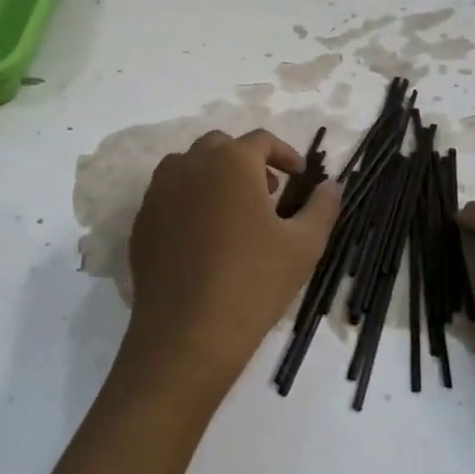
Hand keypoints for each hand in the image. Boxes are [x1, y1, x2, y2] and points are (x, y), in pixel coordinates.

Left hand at [122, 129, 338, 398]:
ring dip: (213, 176)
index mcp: (231, 162)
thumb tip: (332, 185)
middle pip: (220, 146)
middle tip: (267, 193)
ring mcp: (159, 192)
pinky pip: (168, 195)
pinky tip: (203, 237)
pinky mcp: (142, 221)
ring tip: (233, 212)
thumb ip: (322, 207)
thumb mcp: (304, 245)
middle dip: (246, 161)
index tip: (299, 177)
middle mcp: (190, 165)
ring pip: (188, 166)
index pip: (261, 140)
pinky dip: (188, 200)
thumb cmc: (254, 282)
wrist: (188, 333)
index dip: (285, 154)